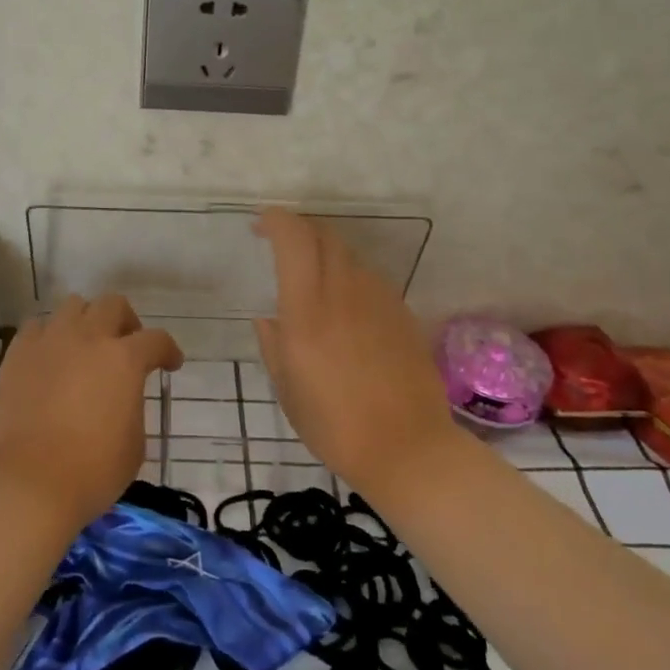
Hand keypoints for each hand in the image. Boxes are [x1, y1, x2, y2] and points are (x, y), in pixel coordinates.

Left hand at [0, 294, 183, 531]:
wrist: (27, 483)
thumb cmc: (91, 472)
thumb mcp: (134, 445)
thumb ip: (132, 408)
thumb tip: (121, 399)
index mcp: (124, 359)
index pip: (156, 340)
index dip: (168, 351)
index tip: (170, 364)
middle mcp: (88, 338)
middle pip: (113, 305)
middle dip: (126, 322)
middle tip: (126, 346)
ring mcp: (49, 341)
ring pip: (73, 306)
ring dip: (86, 321)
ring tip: (84, 348)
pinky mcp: (17, 354)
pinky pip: (37, 328)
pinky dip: (49, 336)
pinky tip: (50, 358)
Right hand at [254, 209, 458, 501]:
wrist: (409, 448)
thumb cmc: (335, 426)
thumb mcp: (288, 389)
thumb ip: (273, 345)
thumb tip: (267, 319)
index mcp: (308, 310)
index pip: (294, 239)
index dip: (276, 221)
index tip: (260, 224)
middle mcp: (344, 292)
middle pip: (324, 235)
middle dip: (299, 229)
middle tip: (282, 243)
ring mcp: (378, 300)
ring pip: (349, 254)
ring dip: (325, 252)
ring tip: (312, 275)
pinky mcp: (402, 313)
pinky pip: (369, 278)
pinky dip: (349, 276)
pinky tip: (345, 305)